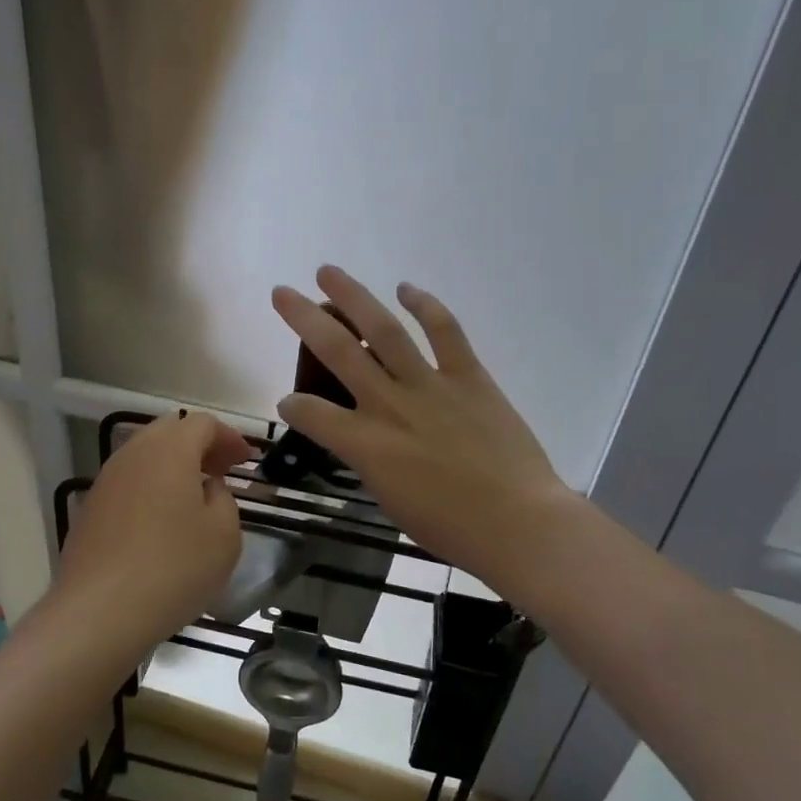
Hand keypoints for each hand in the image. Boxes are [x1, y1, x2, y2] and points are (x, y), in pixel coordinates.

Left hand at [53, 412, 255, 659]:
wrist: (100, 612)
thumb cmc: (174, 568)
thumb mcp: (224, 535)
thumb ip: (224, 499)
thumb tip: (207, 488)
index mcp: (169, 450)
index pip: (203, 423)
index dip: (229, 437)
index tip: (247, 461)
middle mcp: (133, 454)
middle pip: (169, 431)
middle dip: (200, 445)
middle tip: (222, 471)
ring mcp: (106, 480)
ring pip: (145, 455)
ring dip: (173, 465)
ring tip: (195, 496)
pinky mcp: (91, 508)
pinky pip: (129, 482)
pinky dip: (152, 487)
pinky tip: (163, 520)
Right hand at [271, 266, 573, 592]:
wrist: (518, 523)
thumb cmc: (451, 528)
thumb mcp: (392, 502)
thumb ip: (372, 463)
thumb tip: (368, 443)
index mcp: (366, 446)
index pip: (311, 414)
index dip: (293, 405)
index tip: (290, 403)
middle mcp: (390, 405)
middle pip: (339, 351)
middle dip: (304, 319)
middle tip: (282, 292)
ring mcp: (430, 386)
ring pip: (384, 330)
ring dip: (354, 297)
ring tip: (329, 273)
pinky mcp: (469, 377)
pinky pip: (445, 332)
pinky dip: (426, 305)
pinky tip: (407, 287)